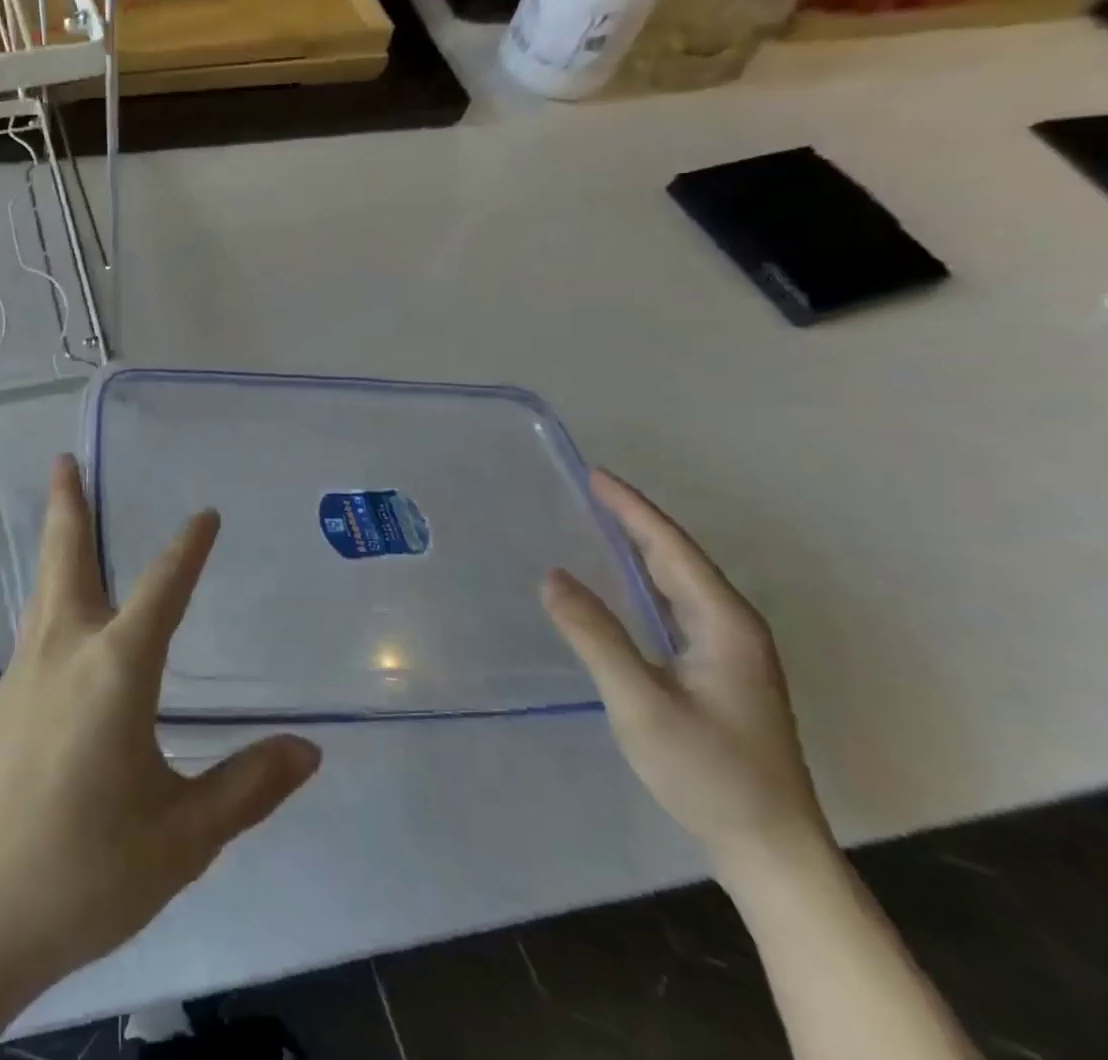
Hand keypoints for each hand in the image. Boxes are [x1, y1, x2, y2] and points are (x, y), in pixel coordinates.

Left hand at [0, 456, 322, 1006]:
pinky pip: (36, 625)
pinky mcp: (1, 701)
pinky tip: (61, 613)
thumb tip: (307, 750)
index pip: (161, 591)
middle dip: (70, 505)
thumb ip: (246, 788)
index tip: (206, 513)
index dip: (187, 550)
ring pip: (45, 587)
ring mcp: (24, 673)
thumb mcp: (180, 838)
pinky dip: (51, 592)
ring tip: (63, 507)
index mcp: (114, 671)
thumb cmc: (83, 872)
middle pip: (68, 560)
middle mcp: (65, 652)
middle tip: (64, 458)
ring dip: (57, 541)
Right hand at [543, 470, 830, 875]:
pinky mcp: (718, 670)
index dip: (632, 508)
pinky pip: (675, 603)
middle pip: (678, 557)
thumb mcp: (641, 702)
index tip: (594, 474)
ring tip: (597, 520)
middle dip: (634, 518)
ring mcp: (729, 650)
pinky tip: (620, 581)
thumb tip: (552, 575)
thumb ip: (596, 636)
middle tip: (587, 489)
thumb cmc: (708, 772)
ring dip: (640, 546)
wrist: (769, 848)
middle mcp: (732, 626)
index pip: (671, 548)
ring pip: (679, 580)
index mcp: (723, 623)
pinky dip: (644, 578)